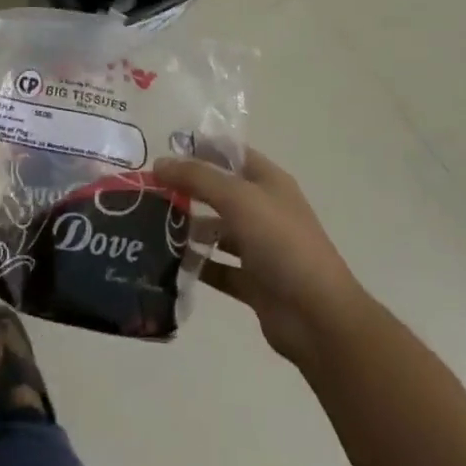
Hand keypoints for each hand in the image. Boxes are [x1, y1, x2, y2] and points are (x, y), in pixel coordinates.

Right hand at [154, 147, 366, 369]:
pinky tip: (167, 262)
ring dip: (188, 228)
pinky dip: (197, 265)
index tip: (162, 150)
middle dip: (187, 189)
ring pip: (217, 231)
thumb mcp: (239, 199)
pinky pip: (218, 267)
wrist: (318, 317)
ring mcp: (260, 248)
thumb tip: (159, 163)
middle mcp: (264, 211)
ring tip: (149, 225)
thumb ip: (198, 178)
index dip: (201, 148)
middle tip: (146, 189)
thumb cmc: (282, 244)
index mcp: (269, 183)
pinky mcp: (252, 282)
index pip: (232, 154)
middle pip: (220, 192)